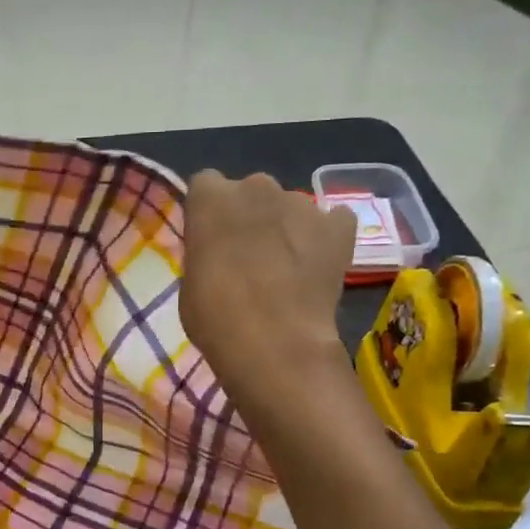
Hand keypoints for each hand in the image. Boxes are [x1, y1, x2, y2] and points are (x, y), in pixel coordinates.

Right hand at [180, 171, 356, 403]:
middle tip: (249, 256)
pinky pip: (332, 221)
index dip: (210, 212)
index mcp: (211, 197)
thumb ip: (205, 252)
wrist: (275, 343)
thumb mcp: (191, 282)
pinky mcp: (338, 226)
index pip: (206, 185)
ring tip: (288, 268)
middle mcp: (256, 186)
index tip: (211, 239)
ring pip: (290, 207)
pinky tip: (320, 262)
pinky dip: (327, 236)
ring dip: (287, 227)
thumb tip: (220, 253)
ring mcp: (302, 203)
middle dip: (250, 216)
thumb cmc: (215, 317)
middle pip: (251, 192)